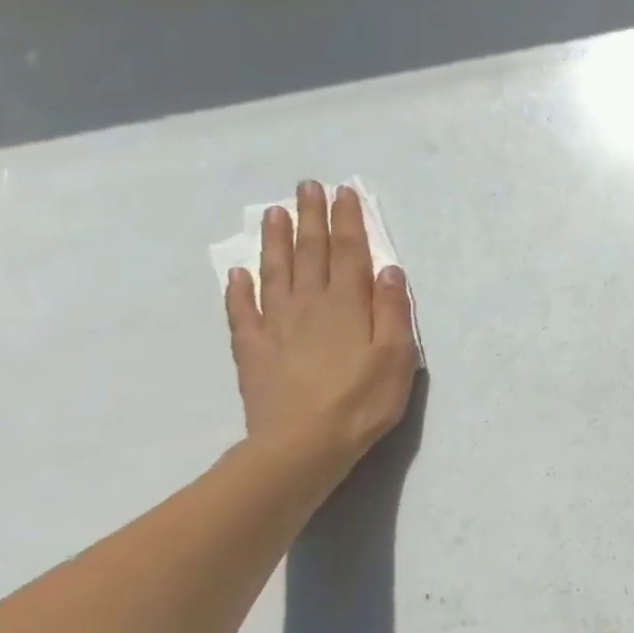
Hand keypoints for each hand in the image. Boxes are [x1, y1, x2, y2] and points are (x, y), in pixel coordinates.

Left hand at [225, 181, 418, 481]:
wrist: (302, 446)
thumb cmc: (362, 400)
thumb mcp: (397, 355)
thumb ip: (392, 310)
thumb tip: (388, 268)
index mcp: (348, 304)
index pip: (350, 251)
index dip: (348, 220)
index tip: (344, 192)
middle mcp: (310, 304)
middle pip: (310, 252)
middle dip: (310, 217)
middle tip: (306, 186)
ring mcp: (276, 325)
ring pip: (275, 272)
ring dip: (275, 240)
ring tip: (273, 212)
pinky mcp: (252, 350)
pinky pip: (242, 312)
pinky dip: (238, 289)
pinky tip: (236, 273)